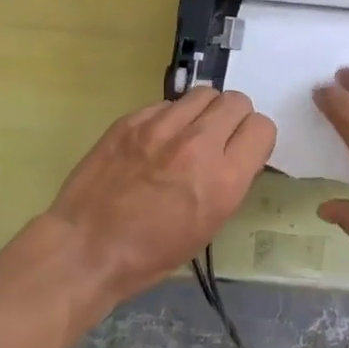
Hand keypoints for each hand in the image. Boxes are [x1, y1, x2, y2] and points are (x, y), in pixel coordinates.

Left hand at [45, 87, 274, 301]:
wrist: (86, 248)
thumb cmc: (151, 253)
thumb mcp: (209, 225)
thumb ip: (229, 181)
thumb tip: (234, 154)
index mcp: (224, 179)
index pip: (262, 127)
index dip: (255, 138)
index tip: (243, 150)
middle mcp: (198, 144)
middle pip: (236, 101)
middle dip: (233, 118)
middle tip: (218, 138)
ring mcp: (161, 127)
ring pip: (203, 94)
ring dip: (203, 112)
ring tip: (188, 134)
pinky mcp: (131, 120)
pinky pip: (166, 104)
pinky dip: (169, 118)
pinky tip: (155, 141)